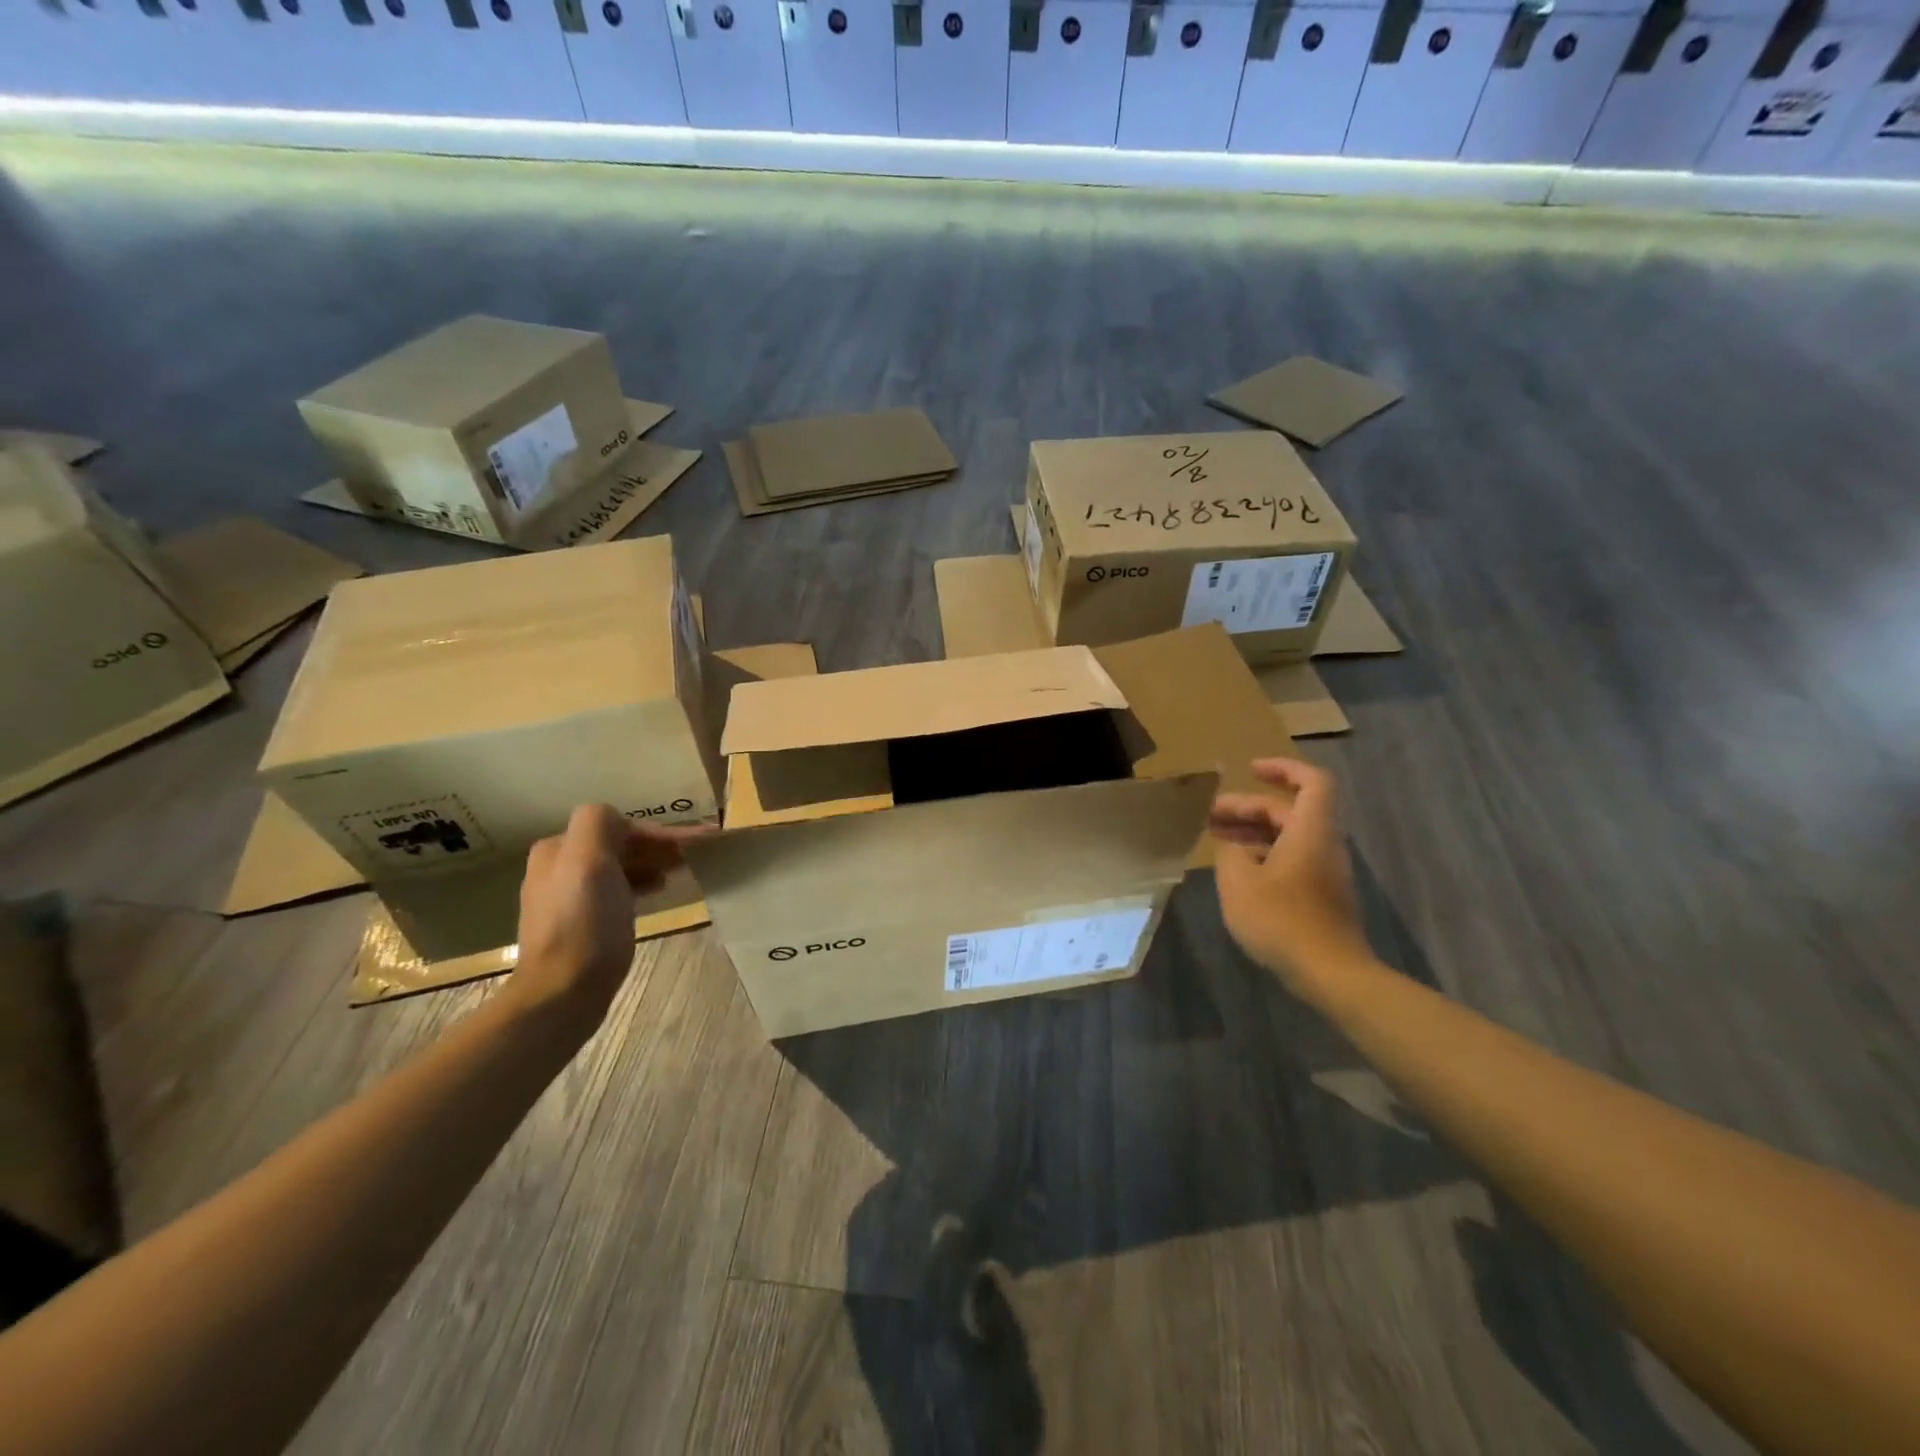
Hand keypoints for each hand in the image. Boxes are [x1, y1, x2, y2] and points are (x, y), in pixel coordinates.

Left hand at [507, 805, 709, 1026]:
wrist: (562, 993)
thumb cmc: (585, 923)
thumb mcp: (590, 860)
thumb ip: (601, 823)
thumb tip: (622, 821)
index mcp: (558, 848)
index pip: (619, 826)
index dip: (660, 832)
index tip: (697, 843)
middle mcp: (556, 868)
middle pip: (618, 846)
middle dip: (657, 847)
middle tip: (695, 856)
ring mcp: (566, 898)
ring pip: (618, 868)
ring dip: (651, 864)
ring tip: (682, 872)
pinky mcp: (578, 925)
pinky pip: (615, 892)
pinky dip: (639, 886)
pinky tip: (656, 894)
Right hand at [1210, 758, 1368, 988]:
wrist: (1330, 973)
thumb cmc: (1282, 919)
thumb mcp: (1239, 881)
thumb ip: (1231, 852)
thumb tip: (1233, 845)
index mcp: (1310, 831)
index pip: (1312, 781)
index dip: (1282, 768)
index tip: (1250, 770)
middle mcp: (1323, 844)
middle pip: (1290, 810)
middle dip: (1249, 807)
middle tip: (1210, 815)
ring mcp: (1325, 871)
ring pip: (1288, 836)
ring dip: (1253, 832)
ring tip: (1216, 840)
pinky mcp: (1321, 895)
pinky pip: (1291, 859)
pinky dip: (1263, 854)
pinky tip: (1236, 872)